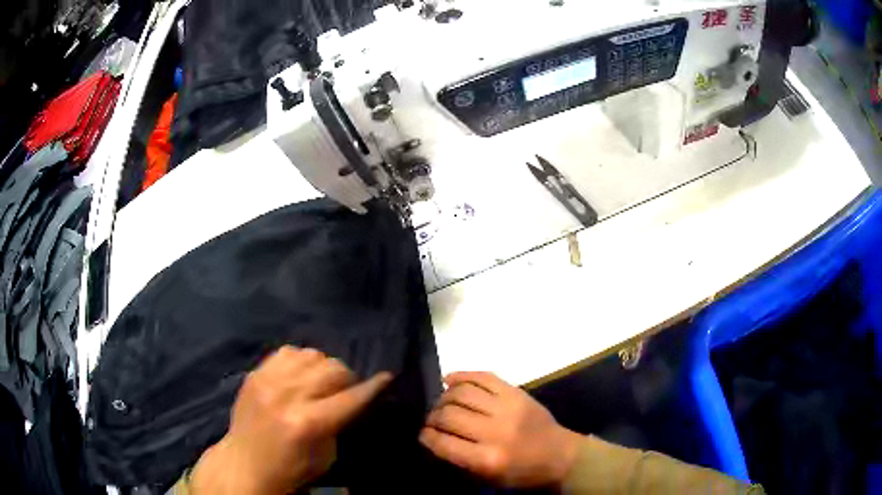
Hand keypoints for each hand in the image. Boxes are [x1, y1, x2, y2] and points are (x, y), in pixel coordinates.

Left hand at [190, 346, 392, 494]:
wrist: (245, 465)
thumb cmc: (291, 469)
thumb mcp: (327, 455)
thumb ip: (340, 421)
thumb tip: (354, 397)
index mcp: (308, 423)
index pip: (351, 397)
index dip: (373, 387)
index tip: (388, 377)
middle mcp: (287, 395)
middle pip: (333, 368)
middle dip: (348, 379)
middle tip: (346, 392)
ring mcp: (268, 380)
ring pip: (312, 354)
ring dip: (324, 368)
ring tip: (321, 383)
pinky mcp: (255, 373)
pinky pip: (288, 352)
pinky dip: (301, 361)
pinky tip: (299, 376)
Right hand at [419, 372, 581, 488]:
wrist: (560, 455)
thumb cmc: (522, 473)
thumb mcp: (488, 478)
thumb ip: (459, 460)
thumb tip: (434, 438)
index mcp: (487, 459)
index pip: (443, 442)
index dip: (426, 436)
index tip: (422, 434)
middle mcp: (495, 431)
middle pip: (450, 415)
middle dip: (433, 416)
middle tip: (431, 419)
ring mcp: (507, 407)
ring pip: (463, 392)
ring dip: (444, 396)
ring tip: (442, 402)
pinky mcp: (516, 392)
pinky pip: (483, 376)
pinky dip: (463, 375)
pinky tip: (449, 380)